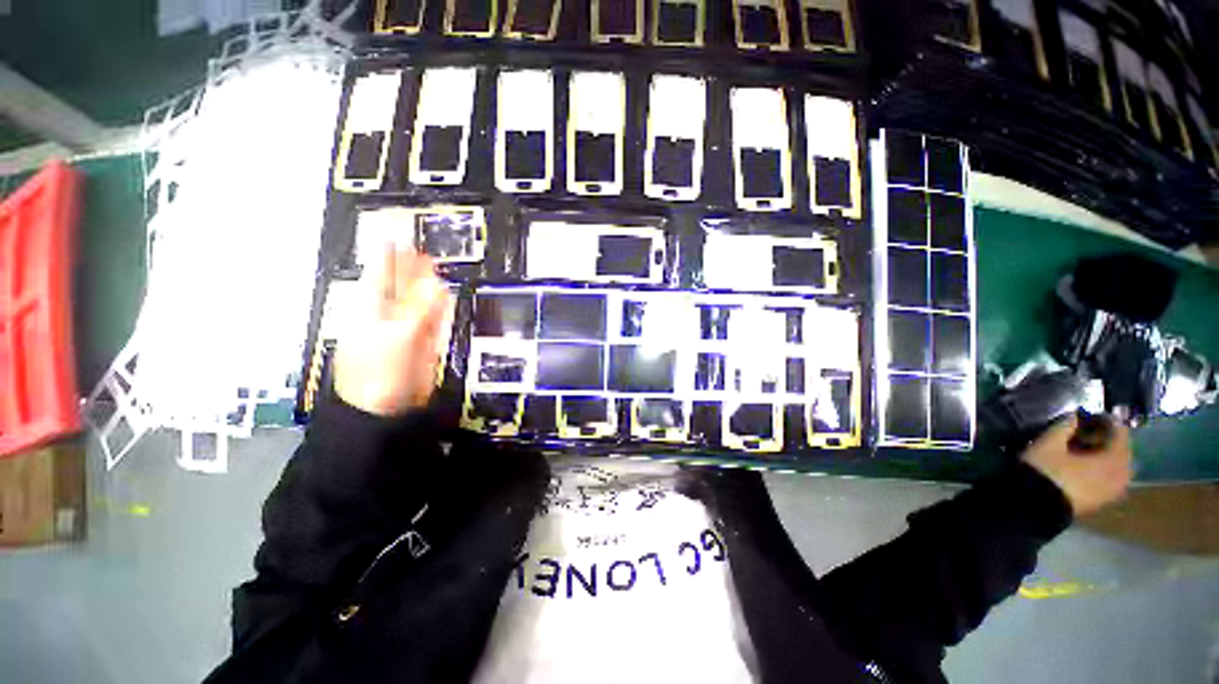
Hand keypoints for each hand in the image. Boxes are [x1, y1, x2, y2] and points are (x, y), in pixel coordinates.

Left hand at [334, 247, 452, 416]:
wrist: (387, 408)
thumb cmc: (381, 370)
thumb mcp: (400, 335)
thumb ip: (421, 309)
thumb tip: (438, 285)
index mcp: (369, 311)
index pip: (379, 277)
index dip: (388, 259)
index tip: (395, 238)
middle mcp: (386, 317)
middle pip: (400, 288)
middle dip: (410, 269)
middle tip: (421, 250)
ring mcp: (404, 331)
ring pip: (417, 303)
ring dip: (426, 287)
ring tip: (434, 268)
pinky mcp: (421, 344)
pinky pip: (430, 320)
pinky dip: (437, 308)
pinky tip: (442, 296)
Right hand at [1021, 414, 1132, 516]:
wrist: (1035, 508)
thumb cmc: (1046, 471)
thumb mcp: (1050, 442)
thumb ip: (1065, 425)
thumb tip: (1075, 414)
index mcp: (1115, 459)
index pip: (1119, 432)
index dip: (1105, 420)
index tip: (1089, 413)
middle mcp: (1122, 475)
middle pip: (1120, 450)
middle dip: (1105, 438)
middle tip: (1086, 430)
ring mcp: (1114, 491)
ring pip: (1115, 465)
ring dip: (1103, 454)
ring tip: (1083, 448)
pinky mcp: (1103, 500)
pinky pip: (1109, 477)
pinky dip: (1100, 468)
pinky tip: (1083, 465)